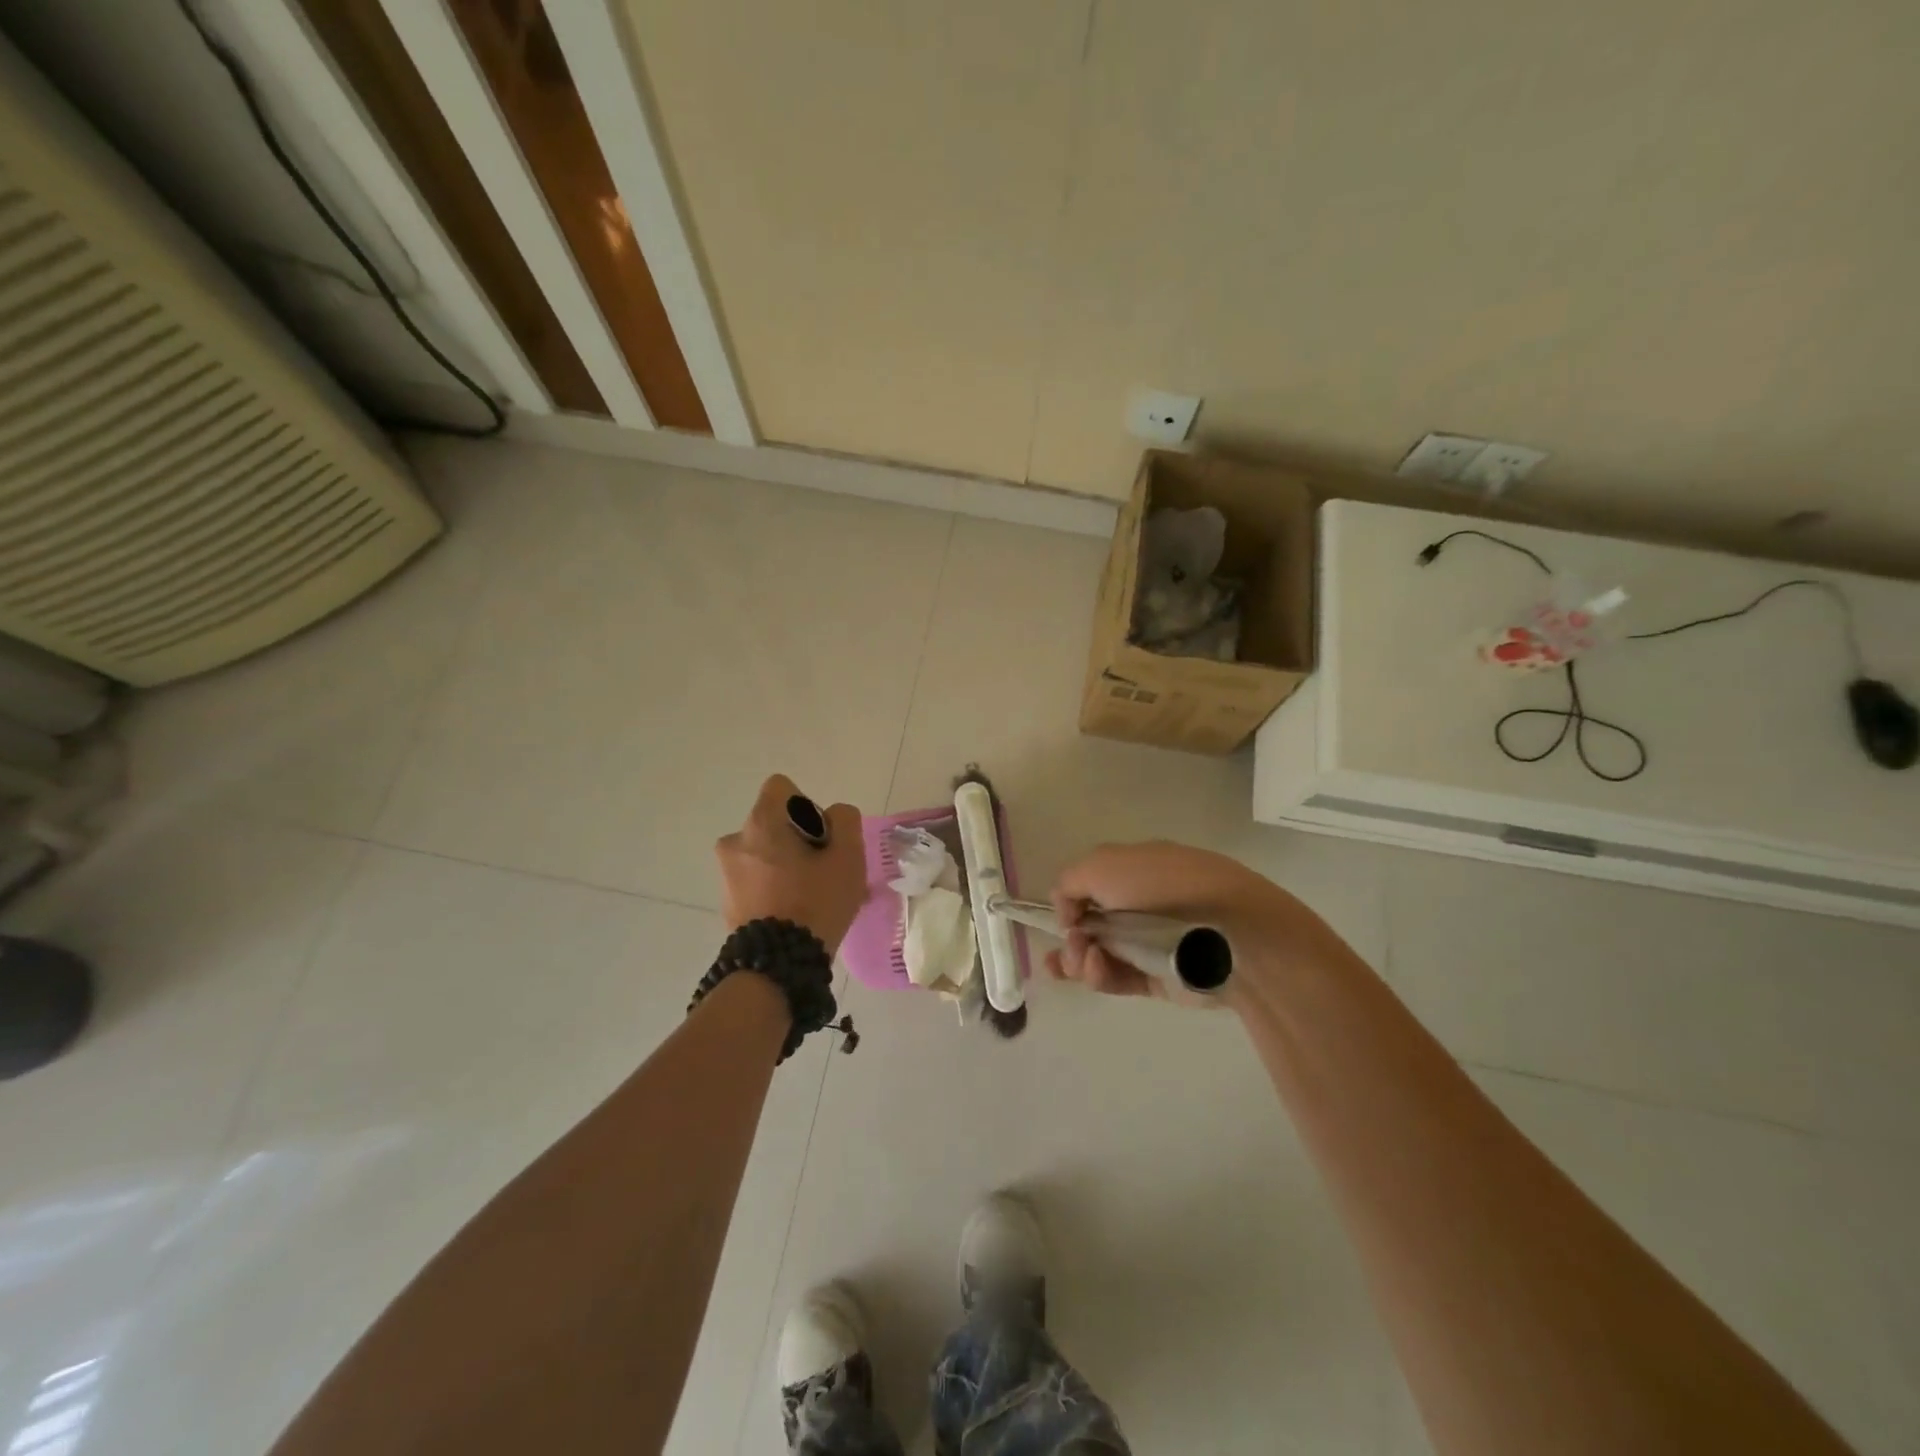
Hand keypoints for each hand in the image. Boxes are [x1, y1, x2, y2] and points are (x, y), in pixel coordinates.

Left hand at [716, 775, 865, 952]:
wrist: (778, 966)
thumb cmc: (816, 902)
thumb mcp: (848, 856)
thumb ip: (845, 821)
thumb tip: (834, 816)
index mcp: (761, 823)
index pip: (782, 788)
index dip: (808, 807)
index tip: (821, 839)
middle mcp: (736, 841)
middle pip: (775, 825)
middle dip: (799, 842)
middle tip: (824, 873)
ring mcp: (727, 874)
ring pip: (766, 856)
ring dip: (787, 868)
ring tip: (814, 900)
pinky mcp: (728, 904)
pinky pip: (757, 883)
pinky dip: (775, 891)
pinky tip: (797, 917)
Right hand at [1045, 841, 1327, 1007]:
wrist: (1229, 933)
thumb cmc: (1163, 888)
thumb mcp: (1102, 865)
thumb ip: (1070, 883)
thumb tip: (1068, 913)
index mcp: (1133, 868)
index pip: (1089, 885)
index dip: (1069, 902)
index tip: (1066, 916)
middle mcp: (1140, 903)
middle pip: (1089, 924)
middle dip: (1071, 936)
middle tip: (1074, 944)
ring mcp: (1148, 942)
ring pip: (1098, 954)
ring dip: (1078, 959)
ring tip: (1084, 962)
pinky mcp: (1156, 977)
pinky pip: (1117, 979)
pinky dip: (1098, 977)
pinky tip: (1092, 971)